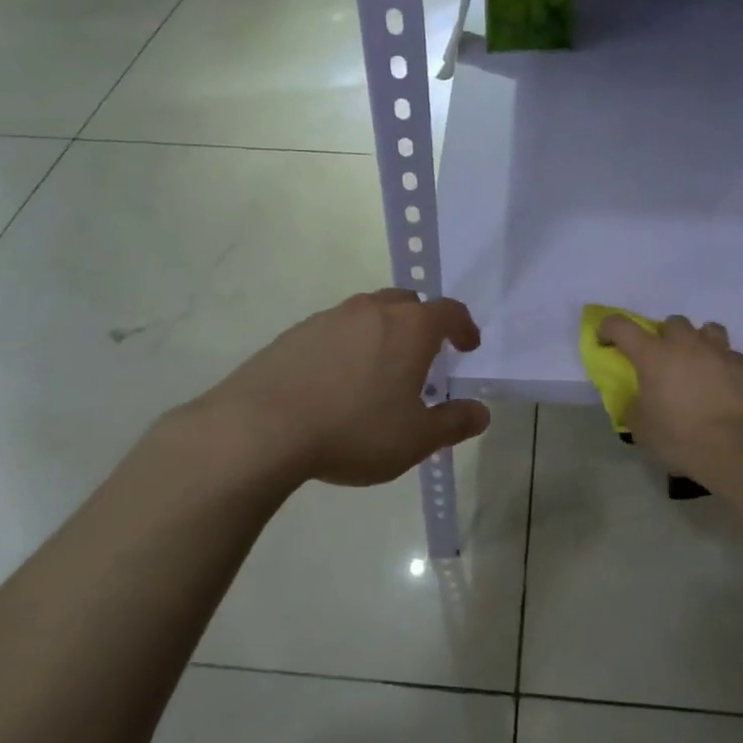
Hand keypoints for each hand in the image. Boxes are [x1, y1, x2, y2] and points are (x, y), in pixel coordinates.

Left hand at [193, 289, 490, 486]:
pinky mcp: (294, 334)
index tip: (468, 346)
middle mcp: (370, 310)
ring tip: (378, 373)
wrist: (261, 428)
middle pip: (406, 303)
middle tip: (423, 357)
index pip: (449, 311)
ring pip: (366, 314)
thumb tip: (480, 413)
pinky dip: (346, 347)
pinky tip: (335, 383)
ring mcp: (328, 318)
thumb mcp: (416, 439)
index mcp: (409, 327)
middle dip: (421, 324)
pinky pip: (333, 331)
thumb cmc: (355, 430)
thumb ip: (454, 423)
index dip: (464, 326)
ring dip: (381, 334)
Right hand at [596, 313, 742, 489]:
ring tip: (695, 364)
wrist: (741, 449)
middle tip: (661, 361)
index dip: (608, 329)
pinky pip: (729, 355)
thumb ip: (634, 409)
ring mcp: (719, 352)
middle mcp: (686, 344)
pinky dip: (721, 363)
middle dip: (663, 337)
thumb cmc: (682, 438)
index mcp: (653, 355)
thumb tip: (636, 402)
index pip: (621, 326)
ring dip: (696, 341)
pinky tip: (721, 384)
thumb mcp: (643, 430)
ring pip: (706, 329)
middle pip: (671, 322)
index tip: (605, 342)